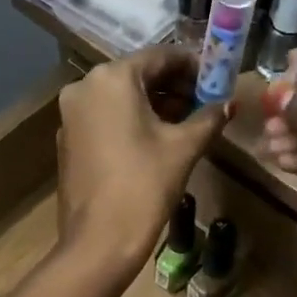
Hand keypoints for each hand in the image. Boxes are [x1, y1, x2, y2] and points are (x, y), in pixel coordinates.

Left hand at [56, 47, 228, 281]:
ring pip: (120, 98)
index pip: (160, 56)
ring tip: (186, 123)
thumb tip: (228, 104)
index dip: (192, 65)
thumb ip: (207, 118)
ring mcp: (71, 115)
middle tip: (205, 103)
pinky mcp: (68, 141)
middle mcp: (85, 87)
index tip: (216, 79)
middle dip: (173, 87)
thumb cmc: (144, 185)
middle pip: (138, 76)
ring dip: (154, 105)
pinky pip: (105, 119)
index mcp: (112, 78)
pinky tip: (155, 141)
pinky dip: (131, 122)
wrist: (99, 240)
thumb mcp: (183, 148)